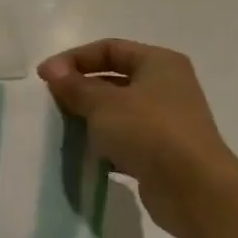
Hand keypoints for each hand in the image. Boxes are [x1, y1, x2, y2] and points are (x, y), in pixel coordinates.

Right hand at [38, 38, 237, 237]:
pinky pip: (126, 137)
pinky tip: (87, 152)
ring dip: (90, 116)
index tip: (44, 76)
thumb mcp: (103, 103)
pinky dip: (105, 141)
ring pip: (118, 110)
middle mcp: (167, 86)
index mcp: (159, 63)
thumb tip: (52, 71)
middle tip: (52, 102)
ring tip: (64, 127)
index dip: (73, 58)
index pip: (108, 48)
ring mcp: (167, 120)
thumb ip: (74, 85)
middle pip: (113, 78)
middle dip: (80, 88)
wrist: (193, 189)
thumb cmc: (148, 131)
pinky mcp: (163, 150)